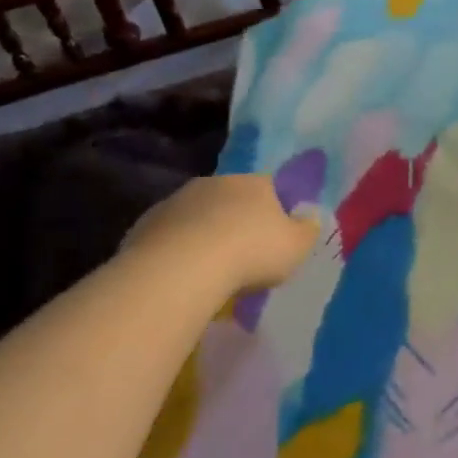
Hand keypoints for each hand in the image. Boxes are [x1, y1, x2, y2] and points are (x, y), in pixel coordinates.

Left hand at [125, 175, 320, 290]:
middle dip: (238, 220)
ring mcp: (177, 201)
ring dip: (205, 234)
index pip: (271, 186)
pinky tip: (183, 275)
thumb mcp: (296, 246)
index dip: (275, 209)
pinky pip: (171, 236)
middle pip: (232, 199)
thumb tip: (311, 217)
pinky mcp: (147, 224)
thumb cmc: (251, 252)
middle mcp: (215, 183)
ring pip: (198, 215)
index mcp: (254, 182)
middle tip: (244, 254)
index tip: (276, 235)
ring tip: (211, 270)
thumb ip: (308, 230)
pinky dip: (178, 250)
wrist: (182, 268)